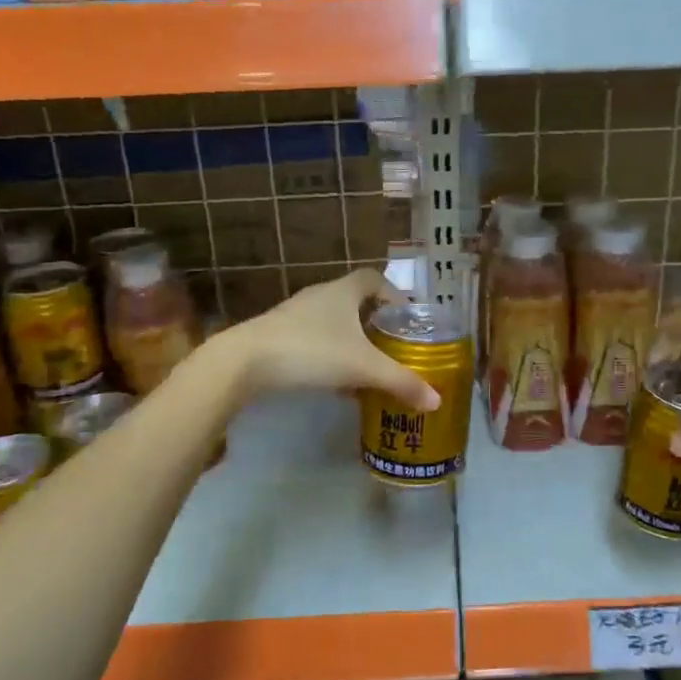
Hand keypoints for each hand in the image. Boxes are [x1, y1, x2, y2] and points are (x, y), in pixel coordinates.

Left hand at [217, 269, 440, 411]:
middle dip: (375, 322)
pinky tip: (334, 382)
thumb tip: (437, 400)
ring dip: (351, 341)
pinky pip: (314, 339)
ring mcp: (295, 314)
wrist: (244, 362)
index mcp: (343, 290)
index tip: (407, 317)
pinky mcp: (278, 335)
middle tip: (393, 346)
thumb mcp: (363, 368)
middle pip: (355, 301)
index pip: (374, 279)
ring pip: (333, 322)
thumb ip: (401, 382)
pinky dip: (330, 354)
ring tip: (368, 367)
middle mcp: (320, 295)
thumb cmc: (311, 352)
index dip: (393, 294)